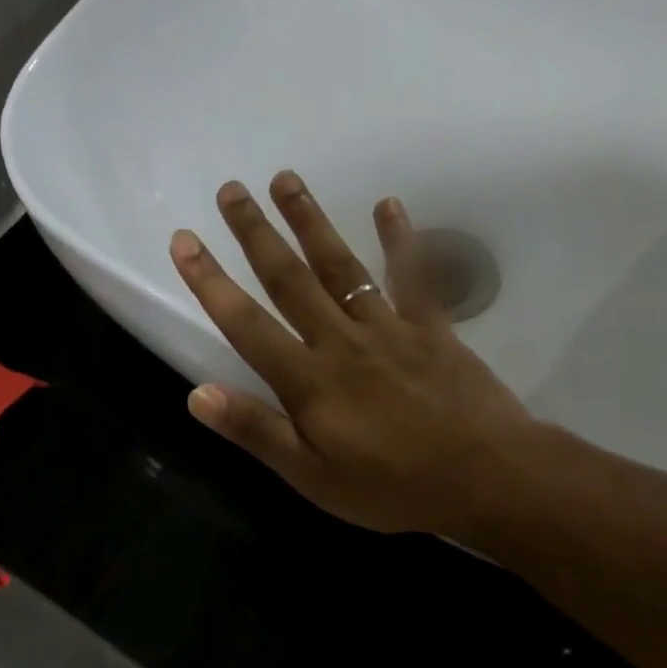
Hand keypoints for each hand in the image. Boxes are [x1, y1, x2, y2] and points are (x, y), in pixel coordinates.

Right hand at [170, 171, 535, 536]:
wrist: (483, 476)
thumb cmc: (391, 488)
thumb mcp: (312, 476)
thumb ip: (258, 432)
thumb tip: (197, 395)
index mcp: (309, 382)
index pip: (247, 325)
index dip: (212, 284)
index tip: (183, 240)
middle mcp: (342, 342)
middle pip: (291, 281)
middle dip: (255, 235)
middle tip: (230, 189)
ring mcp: (390, 329)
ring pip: (342, 267)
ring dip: (311, 222)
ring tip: (286, 179)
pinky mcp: (433, 329)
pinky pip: (413, 276)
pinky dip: (401, 240)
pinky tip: (388, 205)